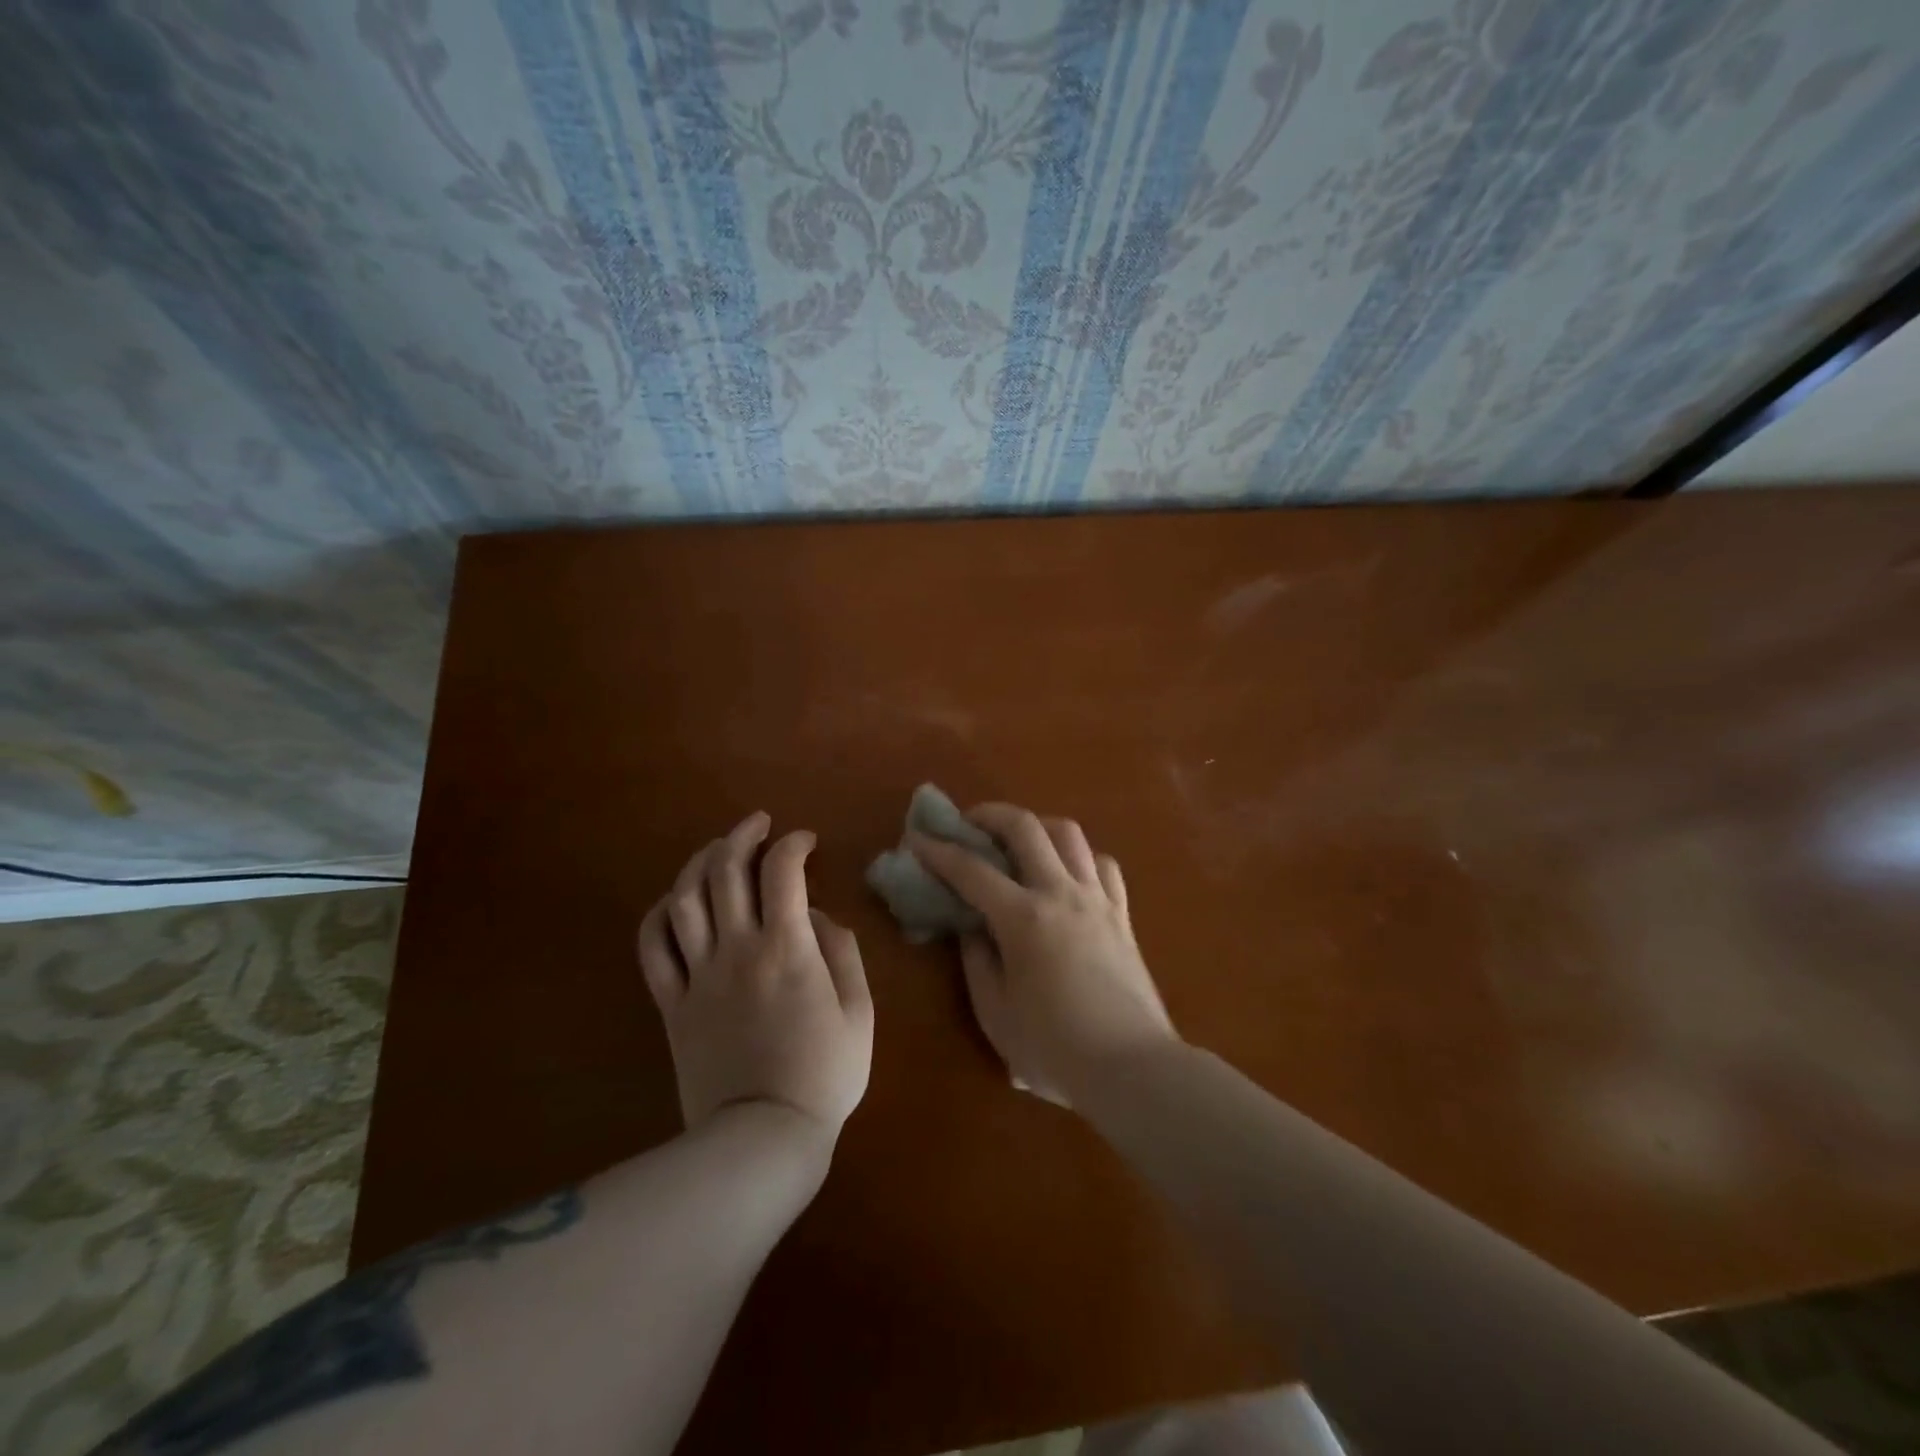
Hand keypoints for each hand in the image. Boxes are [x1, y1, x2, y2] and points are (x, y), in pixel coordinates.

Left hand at [639, 813, 872, 1146]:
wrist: (763, 1138)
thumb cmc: (824, 1074)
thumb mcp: (859, 1011)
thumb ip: (842, 953)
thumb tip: (818, 917)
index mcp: (788, 948)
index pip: (783, 871)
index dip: (793, 844)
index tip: (806, 842)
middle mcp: (737, 949)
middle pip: (725, 870)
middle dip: (742, 835)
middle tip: (759, 825)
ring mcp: (698, 975)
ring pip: (684, 898)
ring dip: (700, 862)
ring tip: (718, 851)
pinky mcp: (672, 1004)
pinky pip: (652, 947)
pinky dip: (659, 914)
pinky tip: (675, 902)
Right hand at [909, 803, 1176, 1103]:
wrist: (1133, 1068)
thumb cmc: (1055, 1049)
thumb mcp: (996, 1013)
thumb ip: (977, 962)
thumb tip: (972, 928)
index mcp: (1023, 918)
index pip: (971, 870)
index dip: (939, 851)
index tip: (917, 838)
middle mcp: (1061, 893)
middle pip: (1026, 827)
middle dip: (990, 815)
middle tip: (969, 824)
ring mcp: (1097, 898)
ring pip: (1069, 833)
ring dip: (1037, 826)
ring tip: (1019, 841)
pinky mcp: (1122, 914)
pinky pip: (1103, 864)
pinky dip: (1079, 857)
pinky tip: (1068, 873)